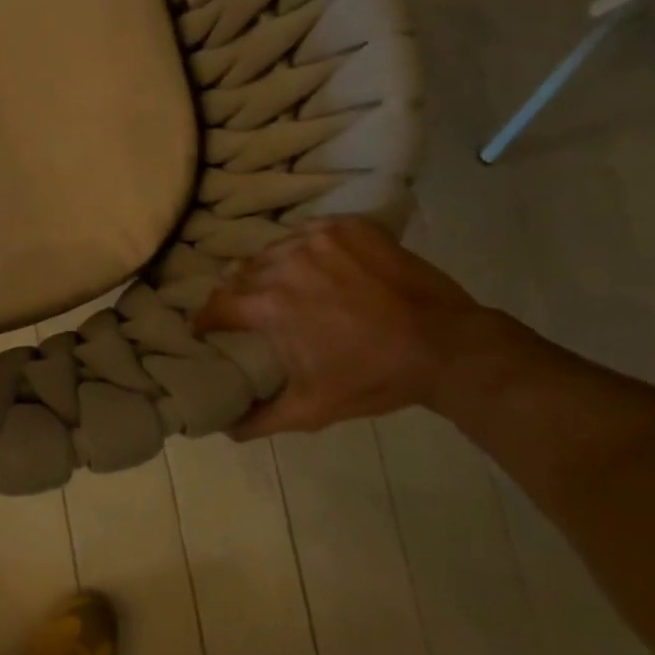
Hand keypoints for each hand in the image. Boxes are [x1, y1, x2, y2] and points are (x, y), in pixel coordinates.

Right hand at [194, 217, 490, 438]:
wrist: (447, 346)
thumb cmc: (374, 377)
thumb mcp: (313, 409)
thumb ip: (260, 419)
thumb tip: (224, 428)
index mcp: (269, 305)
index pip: (216, 305)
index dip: (207, 320)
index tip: (209, 329)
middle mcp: (284, 263)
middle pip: (242, 275)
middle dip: (242, 295)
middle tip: (256, 313)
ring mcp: (317, 239)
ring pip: (273, 251)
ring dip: (272, 270)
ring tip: (288, 288)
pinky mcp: (347, 226)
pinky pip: (306, 232)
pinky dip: (305, 249)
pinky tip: (319, 267)